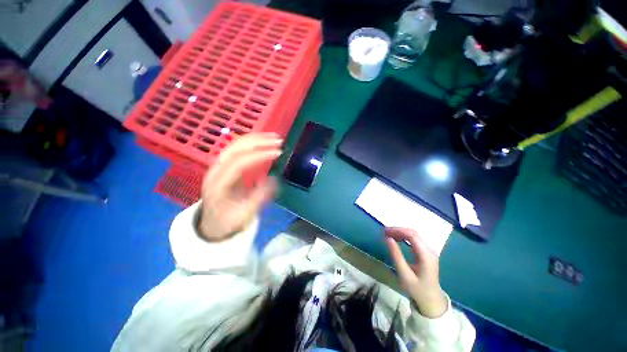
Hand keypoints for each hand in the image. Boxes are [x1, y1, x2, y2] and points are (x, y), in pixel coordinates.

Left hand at [199, 133, 281, 241]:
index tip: (278, 153)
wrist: (212, 222)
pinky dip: (251, 142)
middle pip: (234, 149)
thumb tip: (273, 179)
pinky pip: (237, 149)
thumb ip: (259, 197)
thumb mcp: (245, 215)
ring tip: (274, 137)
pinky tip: (263, 141)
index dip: (259, 156)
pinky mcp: (224, 165)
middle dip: (258, 142)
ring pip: (235, 145)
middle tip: (278, 141)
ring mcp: (218, 166)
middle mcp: (215, 171)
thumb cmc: (228, 221)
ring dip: (255, 139)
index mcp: (217, 185)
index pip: (238, 163)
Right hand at [385, 227, 447, 317]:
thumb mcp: (404, 274)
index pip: (412, 235)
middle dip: (398, 230)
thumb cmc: (417, 289)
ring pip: (414, 235)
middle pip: (413, 233)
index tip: (385, 231)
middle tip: (385, 232)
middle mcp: (430, 250)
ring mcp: (429, 251)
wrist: (432, 301)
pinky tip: (397, 239)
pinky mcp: (427, 253)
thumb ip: (396, 255)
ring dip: (401, 233)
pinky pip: (415, 240)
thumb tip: (388, 238)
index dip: (397, 230)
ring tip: (389, 235)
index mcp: (426, 255)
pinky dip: (404, 237)